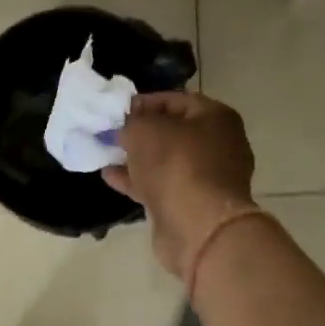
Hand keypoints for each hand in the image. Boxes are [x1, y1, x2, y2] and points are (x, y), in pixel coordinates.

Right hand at [104, 91, 256, 280]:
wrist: (198, 226)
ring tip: (106, 153)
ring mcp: (207, 178)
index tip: (117, 110)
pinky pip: (161, 185)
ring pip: (166, 161)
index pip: (177, 99)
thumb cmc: (176, 165)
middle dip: (141, 132)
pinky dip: (137, 180)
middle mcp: (218, 145)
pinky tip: (110, 177)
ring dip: (137, 158)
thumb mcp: (145, 130)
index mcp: (216, 118)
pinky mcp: (193, 205)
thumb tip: (127, 125)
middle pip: (173, 132)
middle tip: (111, 132)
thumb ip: (132, 121)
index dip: (145, 102)